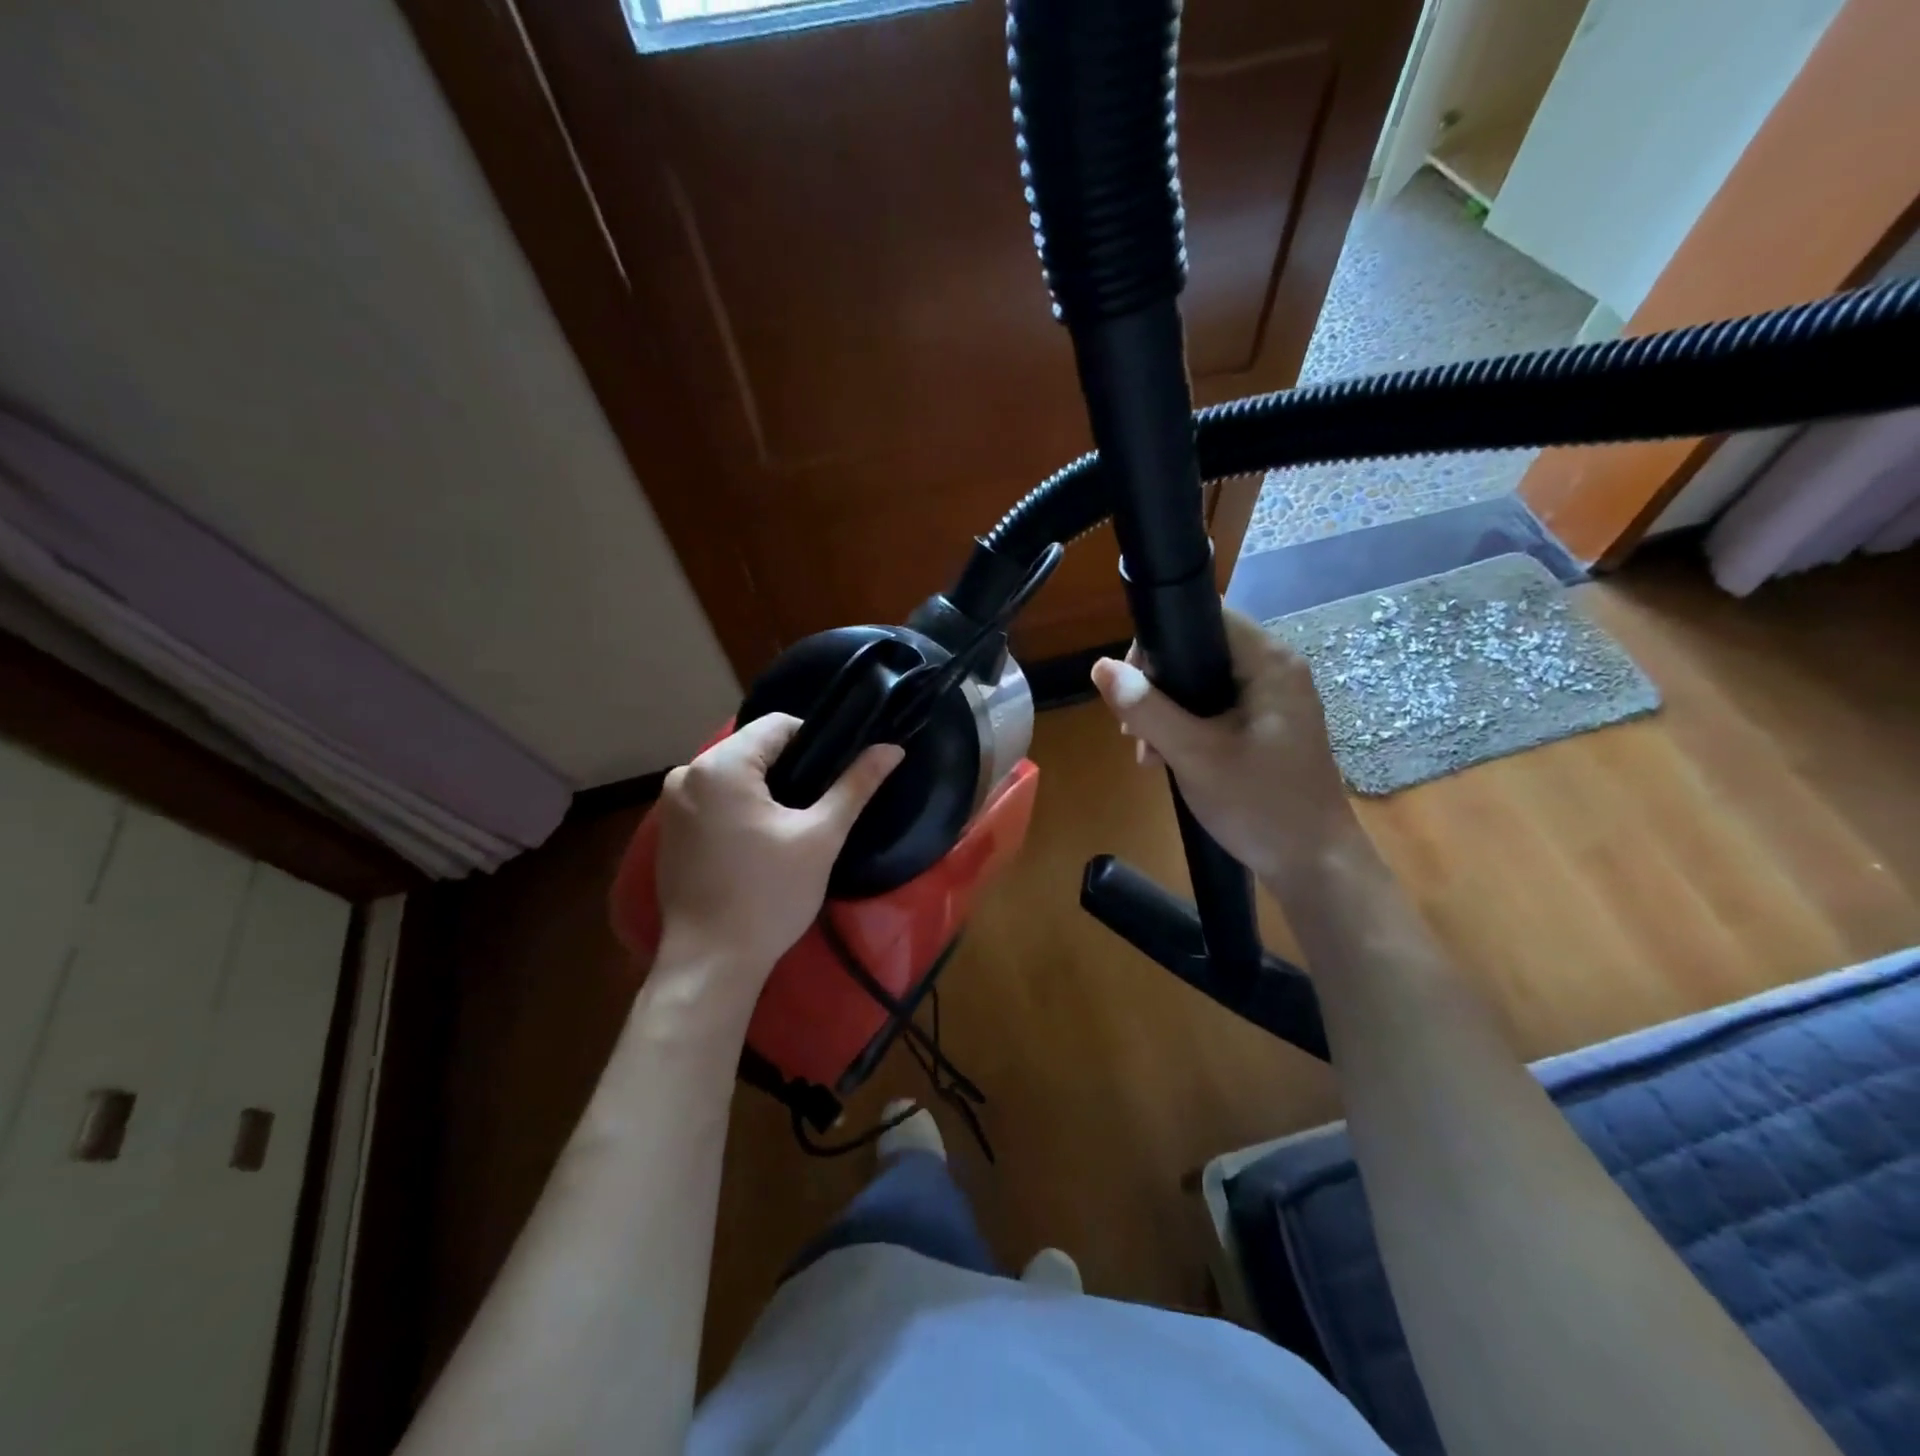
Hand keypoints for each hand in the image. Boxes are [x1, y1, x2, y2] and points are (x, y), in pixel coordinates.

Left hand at [654, 715, 902, 984]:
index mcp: (721, 765)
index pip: (778, 725)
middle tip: (819, 804)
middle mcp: (687, 773)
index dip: (816, 741)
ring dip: (765, 788)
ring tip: (794, 823)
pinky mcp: (668, 830)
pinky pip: (713, 798)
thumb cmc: (769, 895)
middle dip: (790, 767)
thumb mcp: (821, 837)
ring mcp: (671, 803)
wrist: (711, 963)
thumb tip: (892, 748)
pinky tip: (759, 841)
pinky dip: (739, 807)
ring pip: (733, 774)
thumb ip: (856, 785)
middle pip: (753, 748)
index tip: (836, 775)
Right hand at [1090, 609, 1359, 887]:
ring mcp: (1274, 701)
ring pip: (1203, 684)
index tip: (1129, 684)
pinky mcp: (1268, 727)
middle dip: (1156, 686)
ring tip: (1147, 753)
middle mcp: (1276, 671)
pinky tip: (1167, 759)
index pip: (1205, 617)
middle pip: (1199, 650)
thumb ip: (1147, 709)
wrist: (1313, 866)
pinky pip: (1216, 709)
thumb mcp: (1194, 755)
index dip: (1158, 640)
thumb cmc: (1259, 805)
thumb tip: (1100, 667)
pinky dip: (1187, 727)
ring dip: (1166, 712)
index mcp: (1269, 663)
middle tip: (1132, 730)